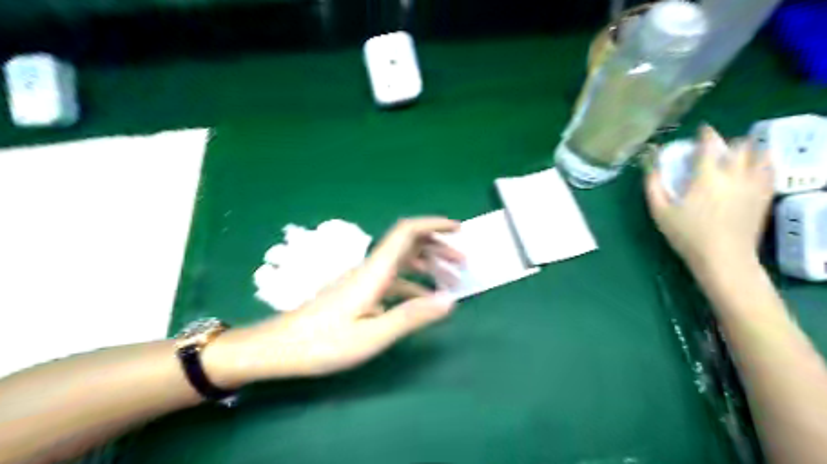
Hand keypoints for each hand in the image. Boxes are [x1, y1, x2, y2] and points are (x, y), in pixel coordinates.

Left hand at [205, 218, 464, 387]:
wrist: (281, 348)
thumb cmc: (323, 343)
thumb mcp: (371, 335)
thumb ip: (410, 317)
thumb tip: (449, 301)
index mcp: (374, 272)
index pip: (406, 232)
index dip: (433, 224)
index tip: (457, 229)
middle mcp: (371, 268)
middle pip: (407, 243)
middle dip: (438, 246)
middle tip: (462, 262)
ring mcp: (364, 280)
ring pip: (402, 261)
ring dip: (428, 265)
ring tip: (451, 281)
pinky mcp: (359, 292)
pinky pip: (393, 280)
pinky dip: (413, 283)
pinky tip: (423, 299)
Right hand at [646, 125, 774, 272]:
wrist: (724, 258)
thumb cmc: (687, 235)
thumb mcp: (660, 211)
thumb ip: (653, 185)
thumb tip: (649, 164)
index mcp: (707, 176)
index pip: (710, 144)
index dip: (706, 134)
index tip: (702, 131)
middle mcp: (735, 174)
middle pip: (740, 146)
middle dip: (728, 143)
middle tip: (716, 150)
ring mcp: (754, 185)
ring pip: (761, 155)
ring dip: (749, 150)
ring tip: (738, 156)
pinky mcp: (764, 196)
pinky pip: (770, 171)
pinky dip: (763, 164)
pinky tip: (754, 170)